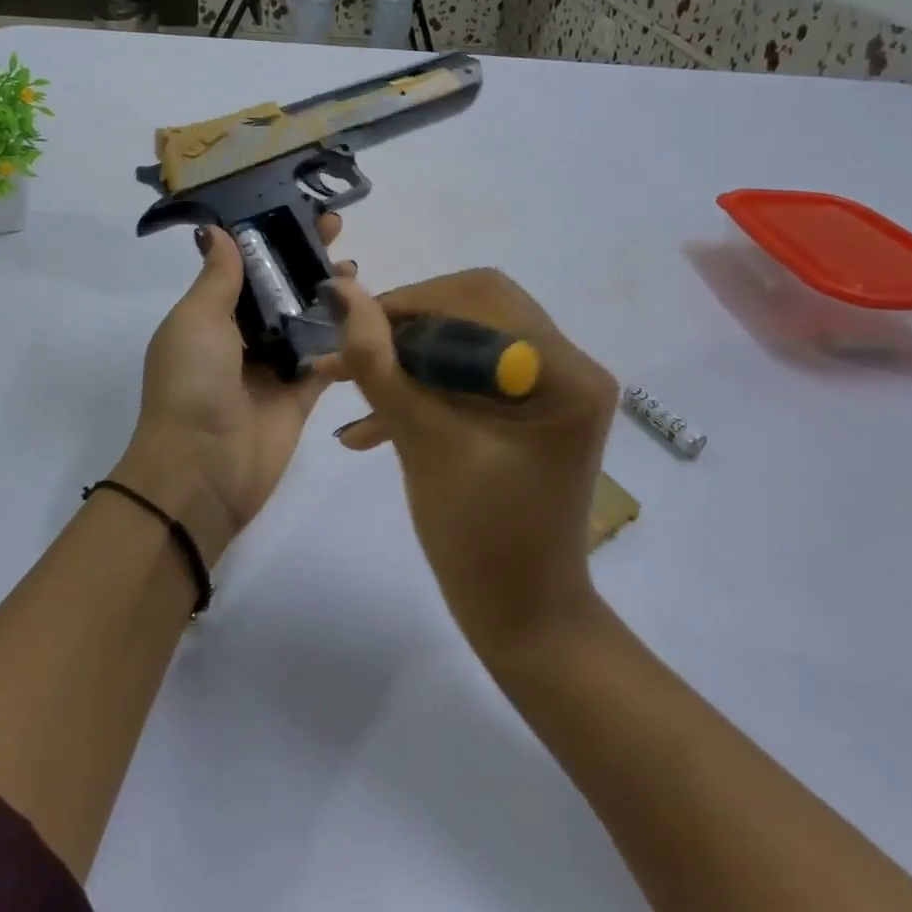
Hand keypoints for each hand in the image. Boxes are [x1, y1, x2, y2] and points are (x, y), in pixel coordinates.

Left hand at [111, 218, 351, 567]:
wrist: (203, 468)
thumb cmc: (192, 383)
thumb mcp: (197, 319)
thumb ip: (218, 277)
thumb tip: (217, 230)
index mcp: (209, 318)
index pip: (244, 268)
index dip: (269, 240)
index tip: (297, 214)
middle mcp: (241, 339)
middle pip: (279, 291)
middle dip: (304, 262)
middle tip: (337, 231)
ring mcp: (272, 368)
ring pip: (306, 322)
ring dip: (328, 296)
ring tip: (354, 268)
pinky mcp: (301, 395)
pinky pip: (326, 359)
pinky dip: (343, 339)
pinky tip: (367, 312)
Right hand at [316, 270, 619, 660]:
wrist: (520, 619)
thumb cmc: (479, 539)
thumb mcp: (422, 442)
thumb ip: (379, 363)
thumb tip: (341, 293)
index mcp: (564, 372)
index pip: (482, 298)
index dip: (411, 303)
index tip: (351, 325)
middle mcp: (570, 367)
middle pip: (475, 312)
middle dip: (405, 331)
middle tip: (349, 352)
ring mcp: (552, 389)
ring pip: (465, 344)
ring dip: (406, 361)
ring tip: (340, 383)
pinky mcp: (530, 411)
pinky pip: (471, 378)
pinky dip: (423, 390)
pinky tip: (368, 426)